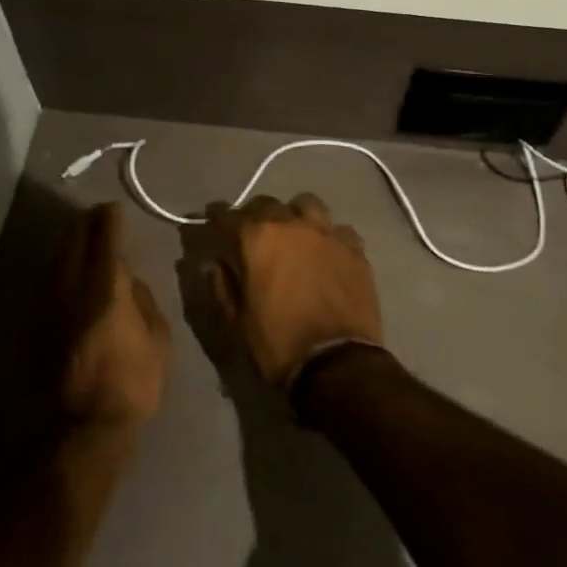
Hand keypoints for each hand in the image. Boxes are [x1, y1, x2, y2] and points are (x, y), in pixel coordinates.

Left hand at [59, 204, 172, 433]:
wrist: (81, 431)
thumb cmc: (132, 384)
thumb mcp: (159, 339)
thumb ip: (144, 300)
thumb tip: (130, 281)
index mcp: (106, 285)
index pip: (104, 235)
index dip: (110, 217)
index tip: (114, 209)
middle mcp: (70, 286)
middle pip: (73, 240)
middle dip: (85, 224)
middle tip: (97, 218)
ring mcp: (46, 306)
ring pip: (55, 261)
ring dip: (69, 246)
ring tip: (81, 241)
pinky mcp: (33, 326)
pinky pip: (47, 285)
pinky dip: (59, 273)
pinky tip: (68, 278)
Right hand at [202, 193, 382, 388]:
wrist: (337, 363)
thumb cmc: (279, 343)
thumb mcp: (239, 321)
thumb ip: (223, 285)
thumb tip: (213, 262)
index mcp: (258, 238)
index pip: (228, 215)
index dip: (216, 217)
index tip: (211, 219)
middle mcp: (292, 224)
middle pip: (267, 204)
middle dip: (254, 215)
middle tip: (251, 232)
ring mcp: (327, 233)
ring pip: (307, 205)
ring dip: (295, 215)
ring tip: (293, 233)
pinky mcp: (354, 248)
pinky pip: (337, 230)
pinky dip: (327, 236)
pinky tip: (326, 252)